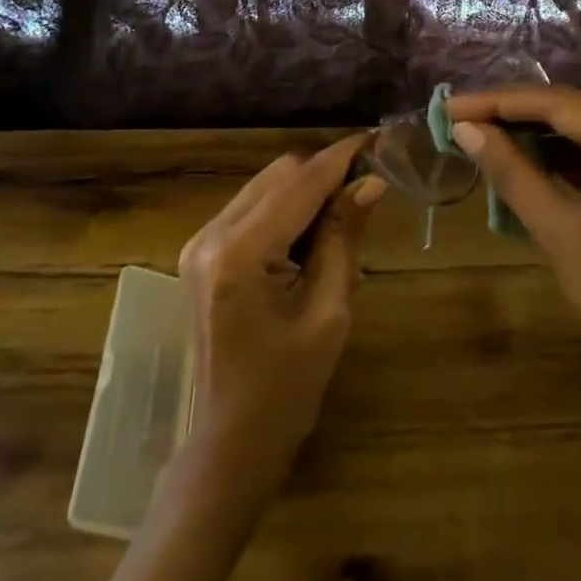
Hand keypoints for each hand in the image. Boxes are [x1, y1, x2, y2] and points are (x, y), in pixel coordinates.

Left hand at [176, 136, 384, 499]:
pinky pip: (254, 206)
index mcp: (239, 253)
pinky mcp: (203, 251)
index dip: (342, 158)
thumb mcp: (329, 310)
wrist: (231, 441)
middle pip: (280, 174)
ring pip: (267, 184)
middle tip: (368, 187)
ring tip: (344, 215)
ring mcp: (201, 241)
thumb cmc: (287, 387)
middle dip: (325, 173)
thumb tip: (370, 182)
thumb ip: (343, 237)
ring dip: (307, 189)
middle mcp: (211, 235)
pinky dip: (287, 207)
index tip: (379, 139)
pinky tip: (312, 234)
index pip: (300, 184)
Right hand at [448, 87, 580, 468]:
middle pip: (567, 109)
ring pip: (576, 130)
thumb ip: (511, 171)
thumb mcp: (558, 228)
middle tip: (458, 117)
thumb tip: (464, 128)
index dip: (497, 101)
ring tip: (477, 132)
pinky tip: (515, 156)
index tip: (451, 106)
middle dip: (510, 112)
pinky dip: (550, 155)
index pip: (556, 103)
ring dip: (528, 132)